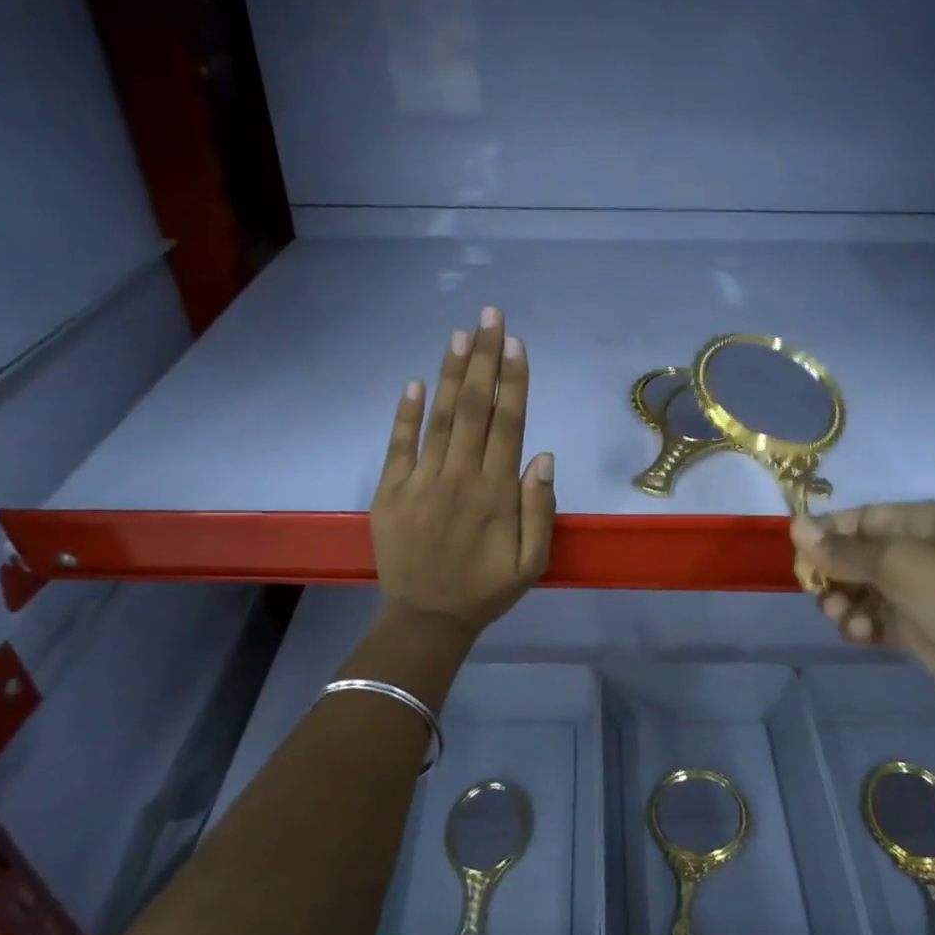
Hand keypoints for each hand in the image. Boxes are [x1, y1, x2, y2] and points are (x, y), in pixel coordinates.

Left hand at [372, 307, 554, 641]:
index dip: (513, 381)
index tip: (515, 342)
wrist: (426, 619)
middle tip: (490, 315)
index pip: (508, 424)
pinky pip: (399, 445)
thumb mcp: (531, 562)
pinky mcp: (391, 491)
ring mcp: (421, 481)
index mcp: (496, 492)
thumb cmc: (486, 590)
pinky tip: (416, 382)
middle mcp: (459, 477)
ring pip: (440, 418)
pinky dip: (406, 413)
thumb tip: (543, 456)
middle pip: (475, 408)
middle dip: (484, 359)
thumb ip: (540, 510)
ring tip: (460, 334)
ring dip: (452, 374)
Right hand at [791, 504, 934, 757]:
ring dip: (844, 603)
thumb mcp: (900, 564)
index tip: (800, 558)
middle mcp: (920, 551)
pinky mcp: (916, 629)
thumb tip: (794, 524)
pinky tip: (861, 635)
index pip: (861, 519)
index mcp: (925, 522)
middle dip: (834, 574)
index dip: (828, 535)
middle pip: (856, 555)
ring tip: (844, 618)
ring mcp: (919, 592)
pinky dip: (861, 625)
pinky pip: (874, 618)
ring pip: (860, 589)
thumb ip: (843, 550)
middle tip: (818, 592)